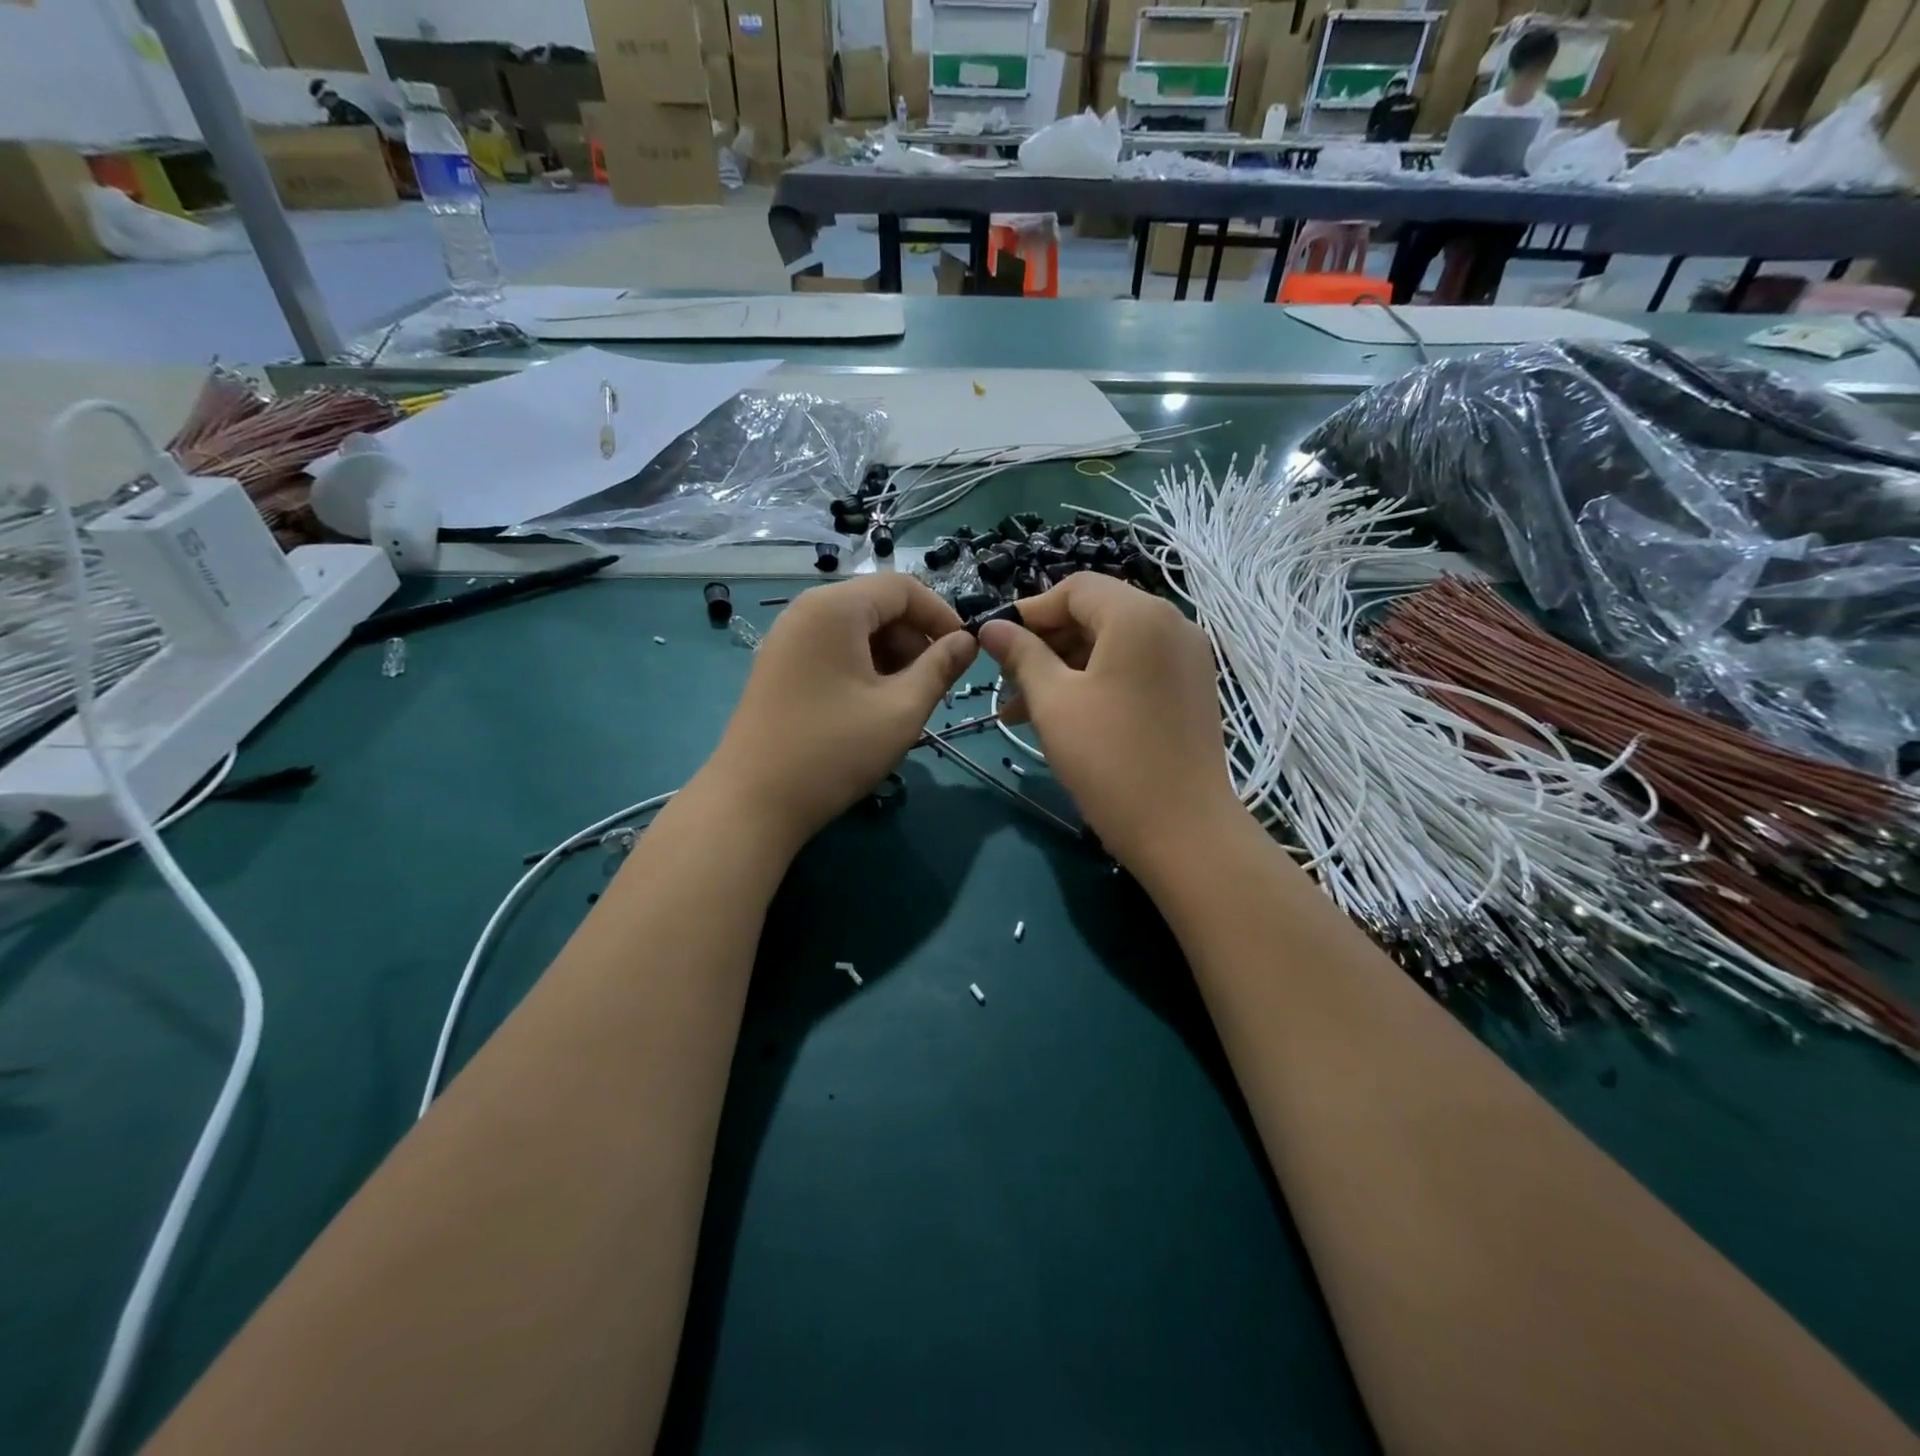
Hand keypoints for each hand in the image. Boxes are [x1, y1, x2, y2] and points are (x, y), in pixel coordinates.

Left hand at [704, 574, 977, 848]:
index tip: (964, 654)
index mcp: (835, 608)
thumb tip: (968, 641)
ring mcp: (787, 639)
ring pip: (855, 631)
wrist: (753, 802)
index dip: (941, 615)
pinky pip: (832, 650)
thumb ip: (940, 668)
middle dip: (914, 640)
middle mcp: (806, 611)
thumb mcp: (901, 710)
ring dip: (890, 657)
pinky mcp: (778, 666)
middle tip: (933, 687)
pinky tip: (870, 708)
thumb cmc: (834, 751)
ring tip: (904, 703)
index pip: (902, 587)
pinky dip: (862, 668)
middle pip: (877, 606)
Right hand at [978, 574, 1238, 877]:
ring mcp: (1188, 657)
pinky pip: (1137, 668)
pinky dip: (1099, 681)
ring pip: (1114, 644)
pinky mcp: (1192, 689)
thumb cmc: (1109, 759)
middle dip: (1046, 645)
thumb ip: (1021, 655)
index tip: (996, 645)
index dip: (1030, 612)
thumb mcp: (1053, 702)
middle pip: (1096, 614)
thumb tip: (991, 627)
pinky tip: (1067, 716)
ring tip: (1025, 711)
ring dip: (1067, 668)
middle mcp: (1172, 623)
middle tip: (1007, 684)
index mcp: (1139, 615)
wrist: (1183, 831)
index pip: (1075, 589)